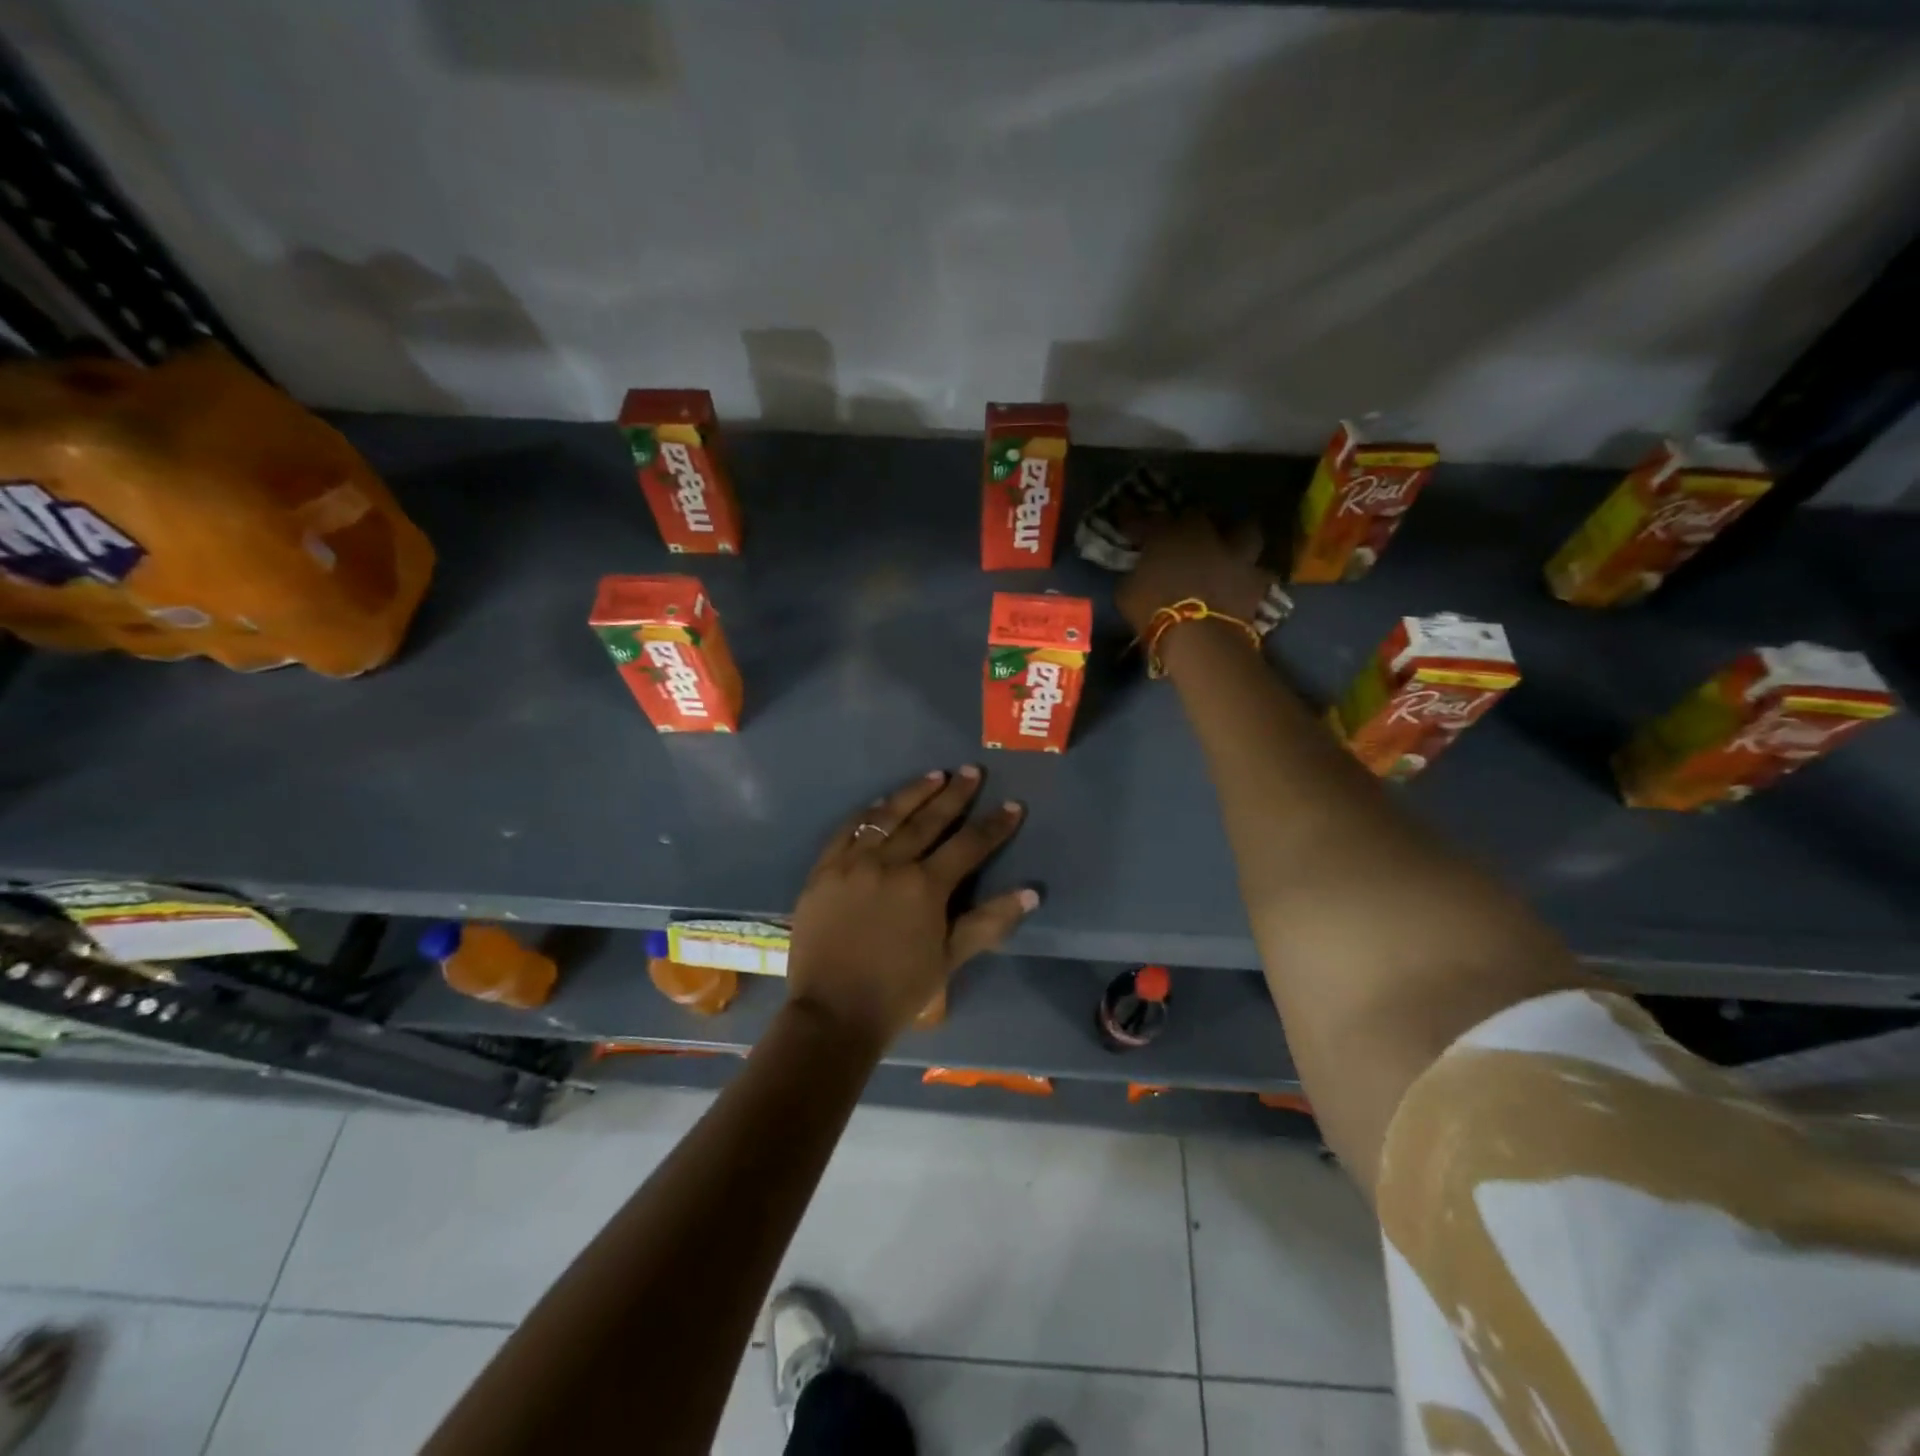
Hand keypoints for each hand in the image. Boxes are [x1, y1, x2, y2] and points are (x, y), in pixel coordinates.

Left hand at [785, 767, 1035, 1052]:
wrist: (833, 1012)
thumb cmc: (898, 991)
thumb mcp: (950, 958)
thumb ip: (989, 921)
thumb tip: (1031, 893)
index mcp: (925, 886)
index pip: (968, 845)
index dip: (993, 825)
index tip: (1013, 805)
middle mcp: (890, 863)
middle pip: (928, 820)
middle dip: (955, 794)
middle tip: (972, 771)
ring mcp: (853, 863)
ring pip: (887, 816)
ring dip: (913, 793)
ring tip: (935, 775)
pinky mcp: (824, 870)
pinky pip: (847, 830)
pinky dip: (868, 814)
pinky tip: (880, 804)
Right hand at [1115, 511, 1273, 635]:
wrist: (1199, 637)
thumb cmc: (1153, 611)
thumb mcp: (1126, 592)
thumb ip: (1134, 575)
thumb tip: (1137, 572)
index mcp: (1166, 534)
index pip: (1145, 519)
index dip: (1134, 520)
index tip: (1127, 523)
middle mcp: (1204, 535)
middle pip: (1197, 515)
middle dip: (1189, 520)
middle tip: (1182, 531)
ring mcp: (1234, 555)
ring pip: (1245, 530)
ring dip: (1236, 535)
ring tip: (1228, 544)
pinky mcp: (1256, 581)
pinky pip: (1257, 573)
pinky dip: (1250, 576)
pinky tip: (1242, 582)